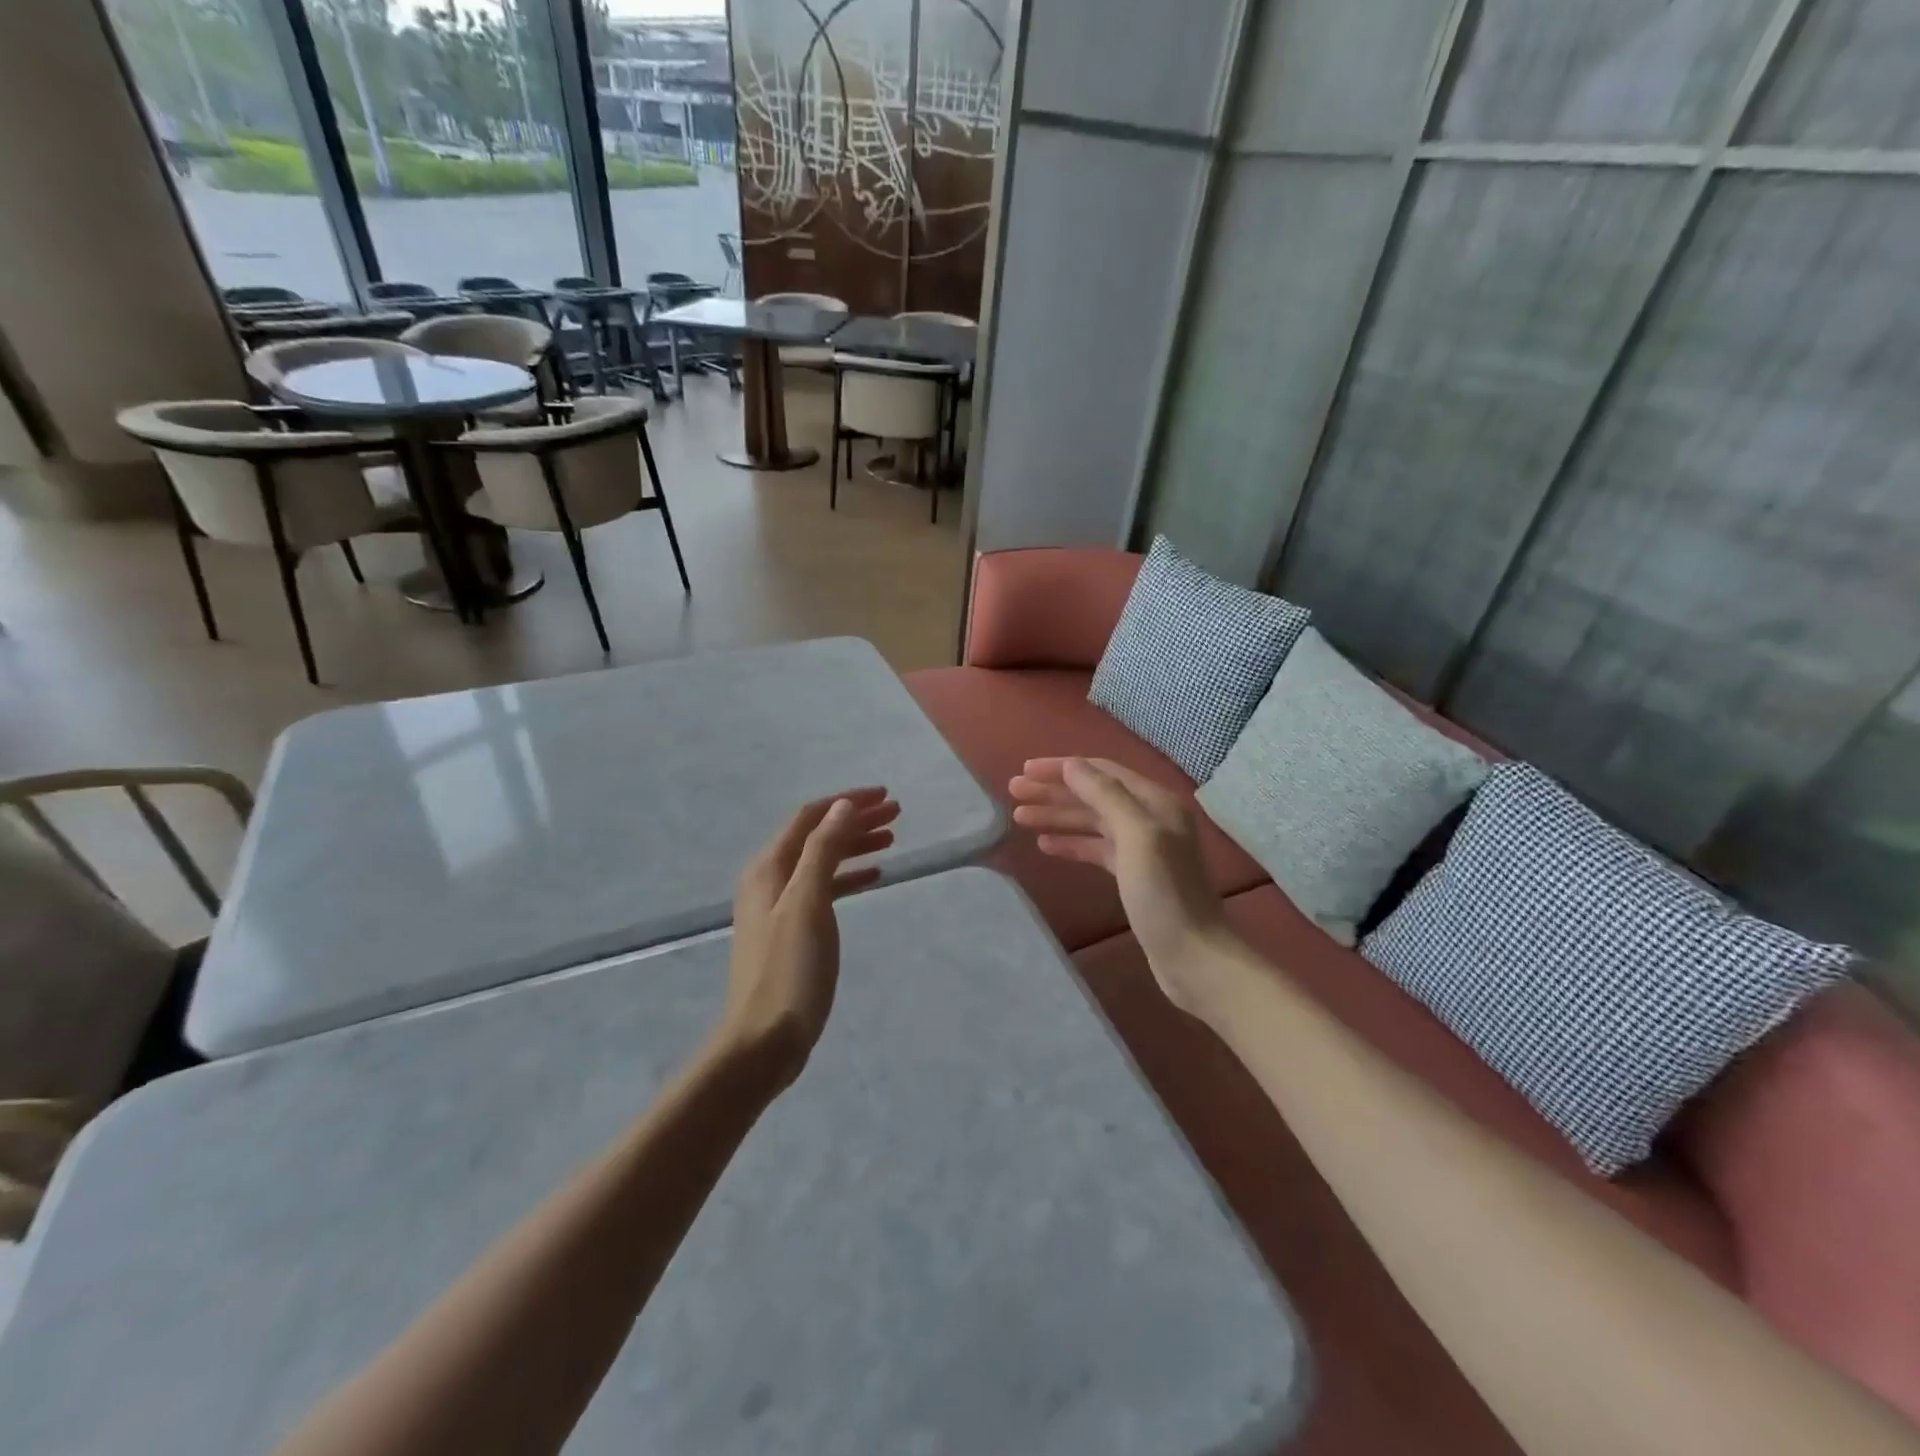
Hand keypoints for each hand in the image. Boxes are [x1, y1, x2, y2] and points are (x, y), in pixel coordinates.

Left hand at [718, 787, 899, 1087]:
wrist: (764, 1040)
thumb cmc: (790, 968)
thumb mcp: (809, 903)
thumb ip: (823, 850)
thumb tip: (842, 806)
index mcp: (770, 867)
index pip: (810, 817)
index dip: (846, 802)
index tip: (885, 796)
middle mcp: (771, 879)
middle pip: (817, 836)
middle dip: (855, 820)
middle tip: (897, 814)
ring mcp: (780, 906)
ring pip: (822, 861)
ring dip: (854, 845)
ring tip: (892, 838)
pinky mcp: (792, 931)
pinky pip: (824, 889)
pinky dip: (849, 877)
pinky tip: (874, 877)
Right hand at [1009, 758, 1227, 1013]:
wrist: (1193, 955)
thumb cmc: (1164, 893)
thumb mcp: (1137, 836)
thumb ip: (1105, 795)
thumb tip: (1071, 765)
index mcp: (1155, 802)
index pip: (1101, 771)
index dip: (1062, 768)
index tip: (1025, 770)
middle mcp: (1150, 818)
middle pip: (1093, 794)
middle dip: (1054, 790)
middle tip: (1014, 791)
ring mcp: (1142, 848)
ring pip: (1092, 821)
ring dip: (1057, 815)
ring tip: (1019, 816)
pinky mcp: (1133, 876)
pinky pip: (1096, 849)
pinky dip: (1071, 843)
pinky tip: (1045, 845)